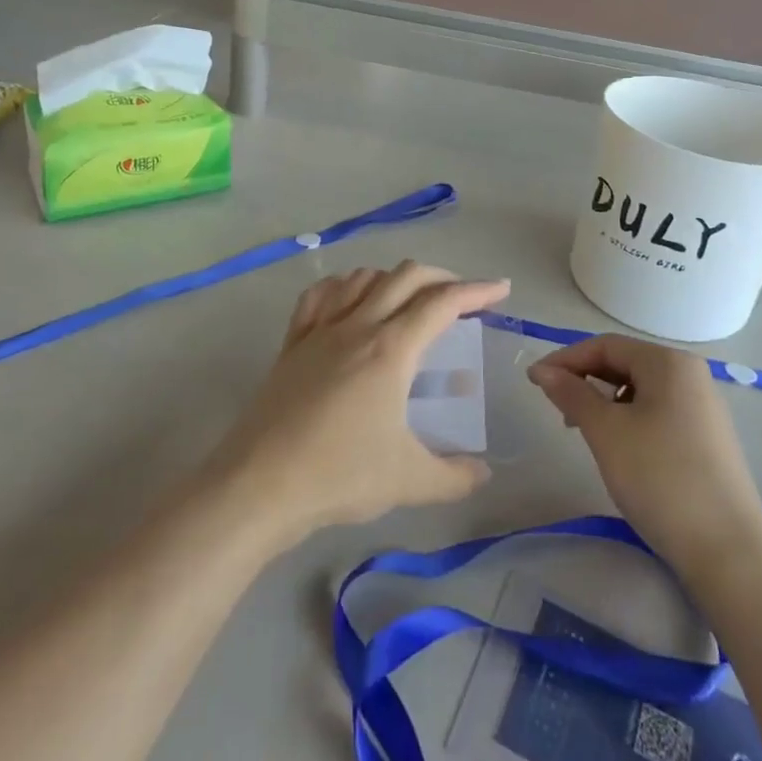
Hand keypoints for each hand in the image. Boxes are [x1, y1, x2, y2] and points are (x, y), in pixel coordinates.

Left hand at [209, 263, 509, 545]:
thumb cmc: (339, 475)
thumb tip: (483, 472)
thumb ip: (455, 476)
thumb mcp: (409, 481)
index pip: (442, 302)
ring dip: (393, 278)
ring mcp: (320, 330)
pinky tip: (349, 299)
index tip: (501, 289)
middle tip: (461, 297)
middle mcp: (358, 326)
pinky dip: (343, 286)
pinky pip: (319, 296)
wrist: (261, 484)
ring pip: (362, 277)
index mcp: (391, 349)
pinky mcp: (292, 343)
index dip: (476, 290)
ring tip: (409, 298)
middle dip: (441, 276)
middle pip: (405, 276)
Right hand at [528, 335, 761, 575]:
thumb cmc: (660, 479)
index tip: (534, 381)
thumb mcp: (606, 432)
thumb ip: (572, 394)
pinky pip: (658, 412)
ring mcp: (704, 408)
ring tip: (584, 432)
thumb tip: (542, 370)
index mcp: (669, 363)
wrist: (729, 553)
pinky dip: (629, 419)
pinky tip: (619, 448)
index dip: (566, 359)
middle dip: (585, 380)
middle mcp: (691, 375)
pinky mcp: (708, 439)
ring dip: (605, 401)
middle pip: (625, 363)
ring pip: (640, 390)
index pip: (606, 345)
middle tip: (557, 410)